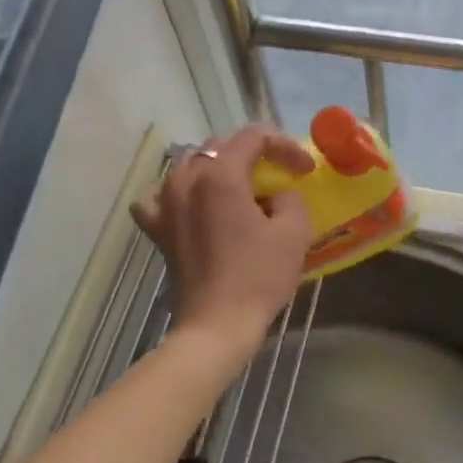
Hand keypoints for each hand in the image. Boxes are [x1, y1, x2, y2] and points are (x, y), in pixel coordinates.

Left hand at [132, 126, 314, 358]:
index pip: (254, 137)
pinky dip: (176, 192)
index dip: (284, 145)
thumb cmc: (258, 277)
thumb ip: (290, 197)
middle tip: (280, 173)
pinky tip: (190, 203)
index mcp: (221, 174)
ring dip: (219, 167)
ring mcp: (166, 202)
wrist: (216, 326)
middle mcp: (187, 179)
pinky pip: (159, 195)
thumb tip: (277, 195)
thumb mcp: (294, 231)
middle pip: (222, 145)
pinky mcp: (157, 228)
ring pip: (191, 163)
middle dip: (255, 153)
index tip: (304, 169)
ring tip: (241, 186)